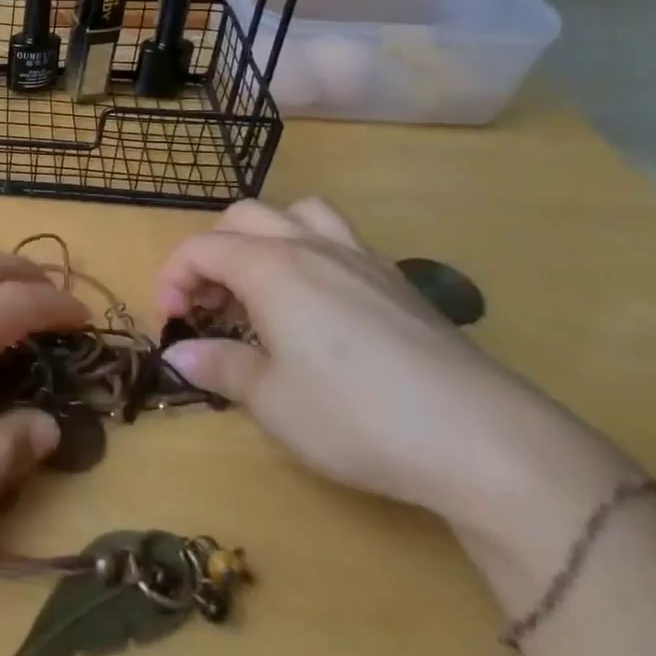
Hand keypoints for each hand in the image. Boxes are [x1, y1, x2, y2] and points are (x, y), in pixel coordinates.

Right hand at [156, 198, 630, 534]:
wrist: (483, 440)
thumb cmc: (355, 416)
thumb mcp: (271, 401)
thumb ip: (219, 367)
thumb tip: (178, 355)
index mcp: (271, 267)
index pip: (200, 248)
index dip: (172, 280)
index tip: (171, 325)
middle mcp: (312, 247)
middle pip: (244, 217)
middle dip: (212, 253)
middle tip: (208, 305)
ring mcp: (361, 259)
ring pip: (298, 214)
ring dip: (264, 239)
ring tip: (260, 287)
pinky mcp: (398, 283)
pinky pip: (339, 240)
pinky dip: (309, 254)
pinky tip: (317, 307)